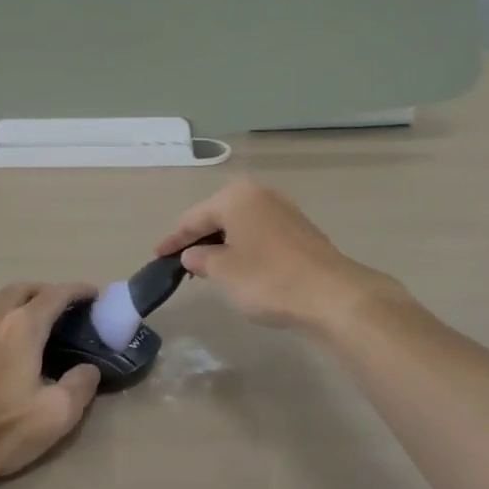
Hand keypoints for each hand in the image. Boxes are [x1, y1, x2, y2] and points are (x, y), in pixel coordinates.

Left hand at [0, 282, 101, 488]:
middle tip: (65, 306)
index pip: (55, 295)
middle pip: (23, 289)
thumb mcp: (57, 413)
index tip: (94, 293)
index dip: (77, 290)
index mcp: (22, 327)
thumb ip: (81, 385)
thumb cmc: (2, 429)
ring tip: (34, 316)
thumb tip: (89, 369)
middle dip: (47, 290)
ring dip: (19, 299)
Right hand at [155, 178, 396, 329]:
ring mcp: (285, 210)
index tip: (157, 255)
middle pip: (219, 216)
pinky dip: (245, 247)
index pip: (194, 218)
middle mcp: (261, 194)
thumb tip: (193, 254)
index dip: (173, 239)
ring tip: (207, 265)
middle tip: (180, 259)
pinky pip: (260, 234)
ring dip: (223, 243)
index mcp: (236, 196)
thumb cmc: (267, 279)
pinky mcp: (301, 231)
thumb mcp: (223, 272)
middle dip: (199, 237)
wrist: (330, 295)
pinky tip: (241, 266)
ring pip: (241, 224)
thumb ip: (201, 259)